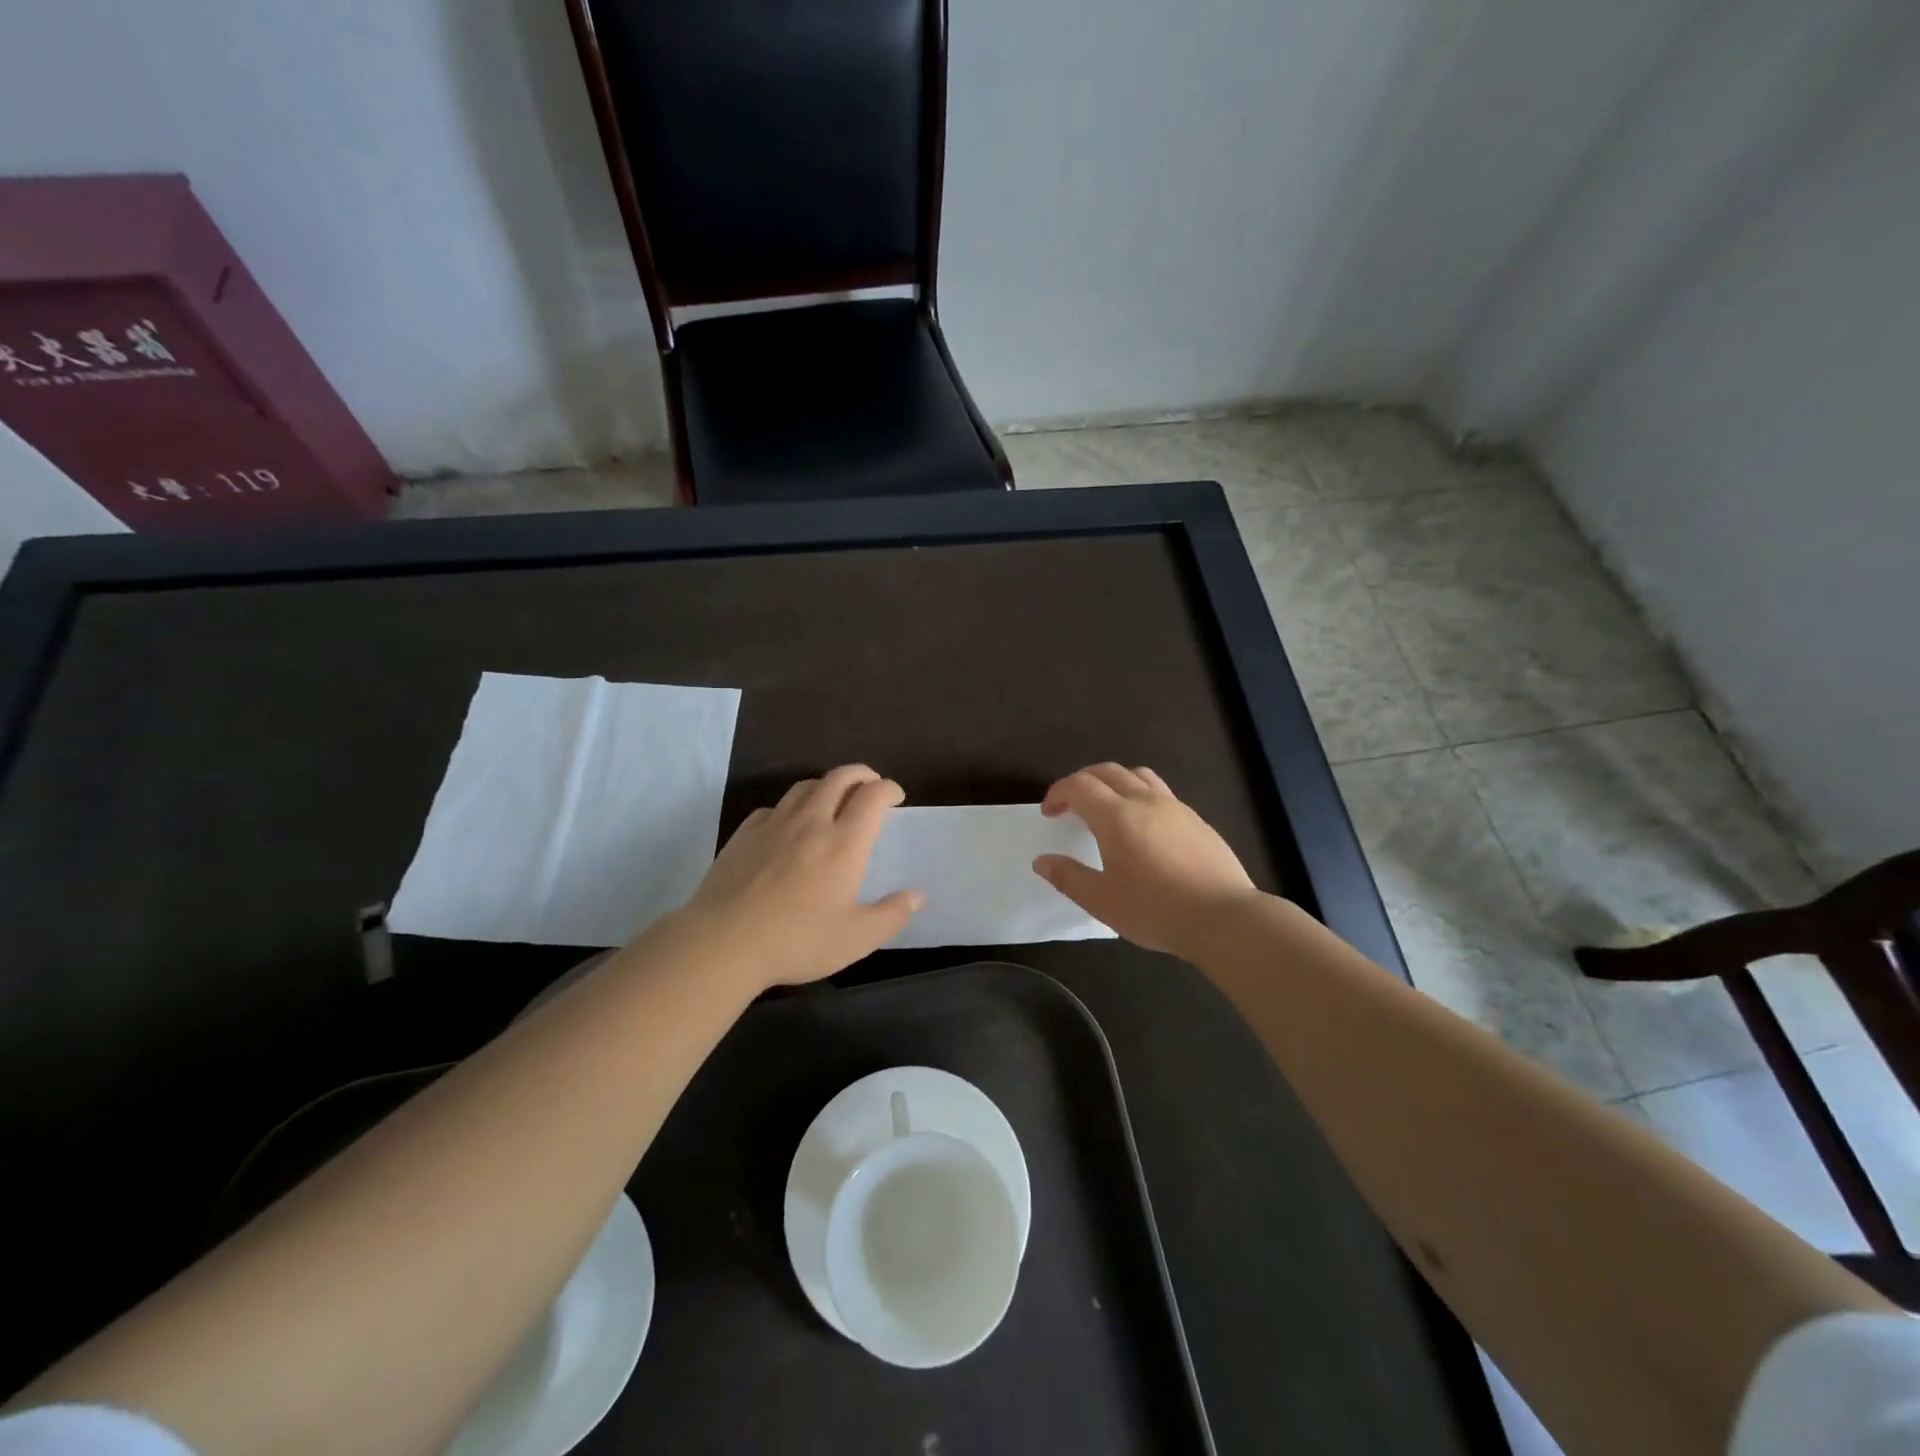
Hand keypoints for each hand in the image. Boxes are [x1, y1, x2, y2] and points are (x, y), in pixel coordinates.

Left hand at [667, 765, 922, 988]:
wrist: (723, 942)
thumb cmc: (796, 941)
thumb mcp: (855, 939)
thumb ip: (891, 915)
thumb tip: (917, 895)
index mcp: (844, 843)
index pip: (872, 796)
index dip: (888, 788)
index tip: (895, 796)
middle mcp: (812, 822)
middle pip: (839, 778)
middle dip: (861, 774)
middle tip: (870, 784)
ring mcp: (774, 824)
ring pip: (805, 786)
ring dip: (827, 784)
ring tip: (833, 798)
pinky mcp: (745, 834)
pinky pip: (774, 807)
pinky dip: (792, 806)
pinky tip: (789, 824)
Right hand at [1033, 763, 1259, 956]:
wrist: (1223, 917)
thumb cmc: (1155, 909)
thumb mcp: (1102, 901)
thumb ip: (1068, 877)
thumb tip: (1042, 861)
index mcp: (1116, 816)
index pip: (1079, 786)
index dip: (1058, 793)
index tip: (1049, 813)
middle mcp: (1145, 801)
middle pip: (1108, 772)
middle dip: (1082, 782)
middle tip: (1070, 805)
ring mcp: (1175, 808)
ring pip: (1139, 776)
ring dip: (1114, 782)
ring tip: (1107, 807)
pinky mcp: (1197, 821)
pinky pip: (1161, 793)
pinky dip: (1140, 796)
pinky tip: (1144, 828)